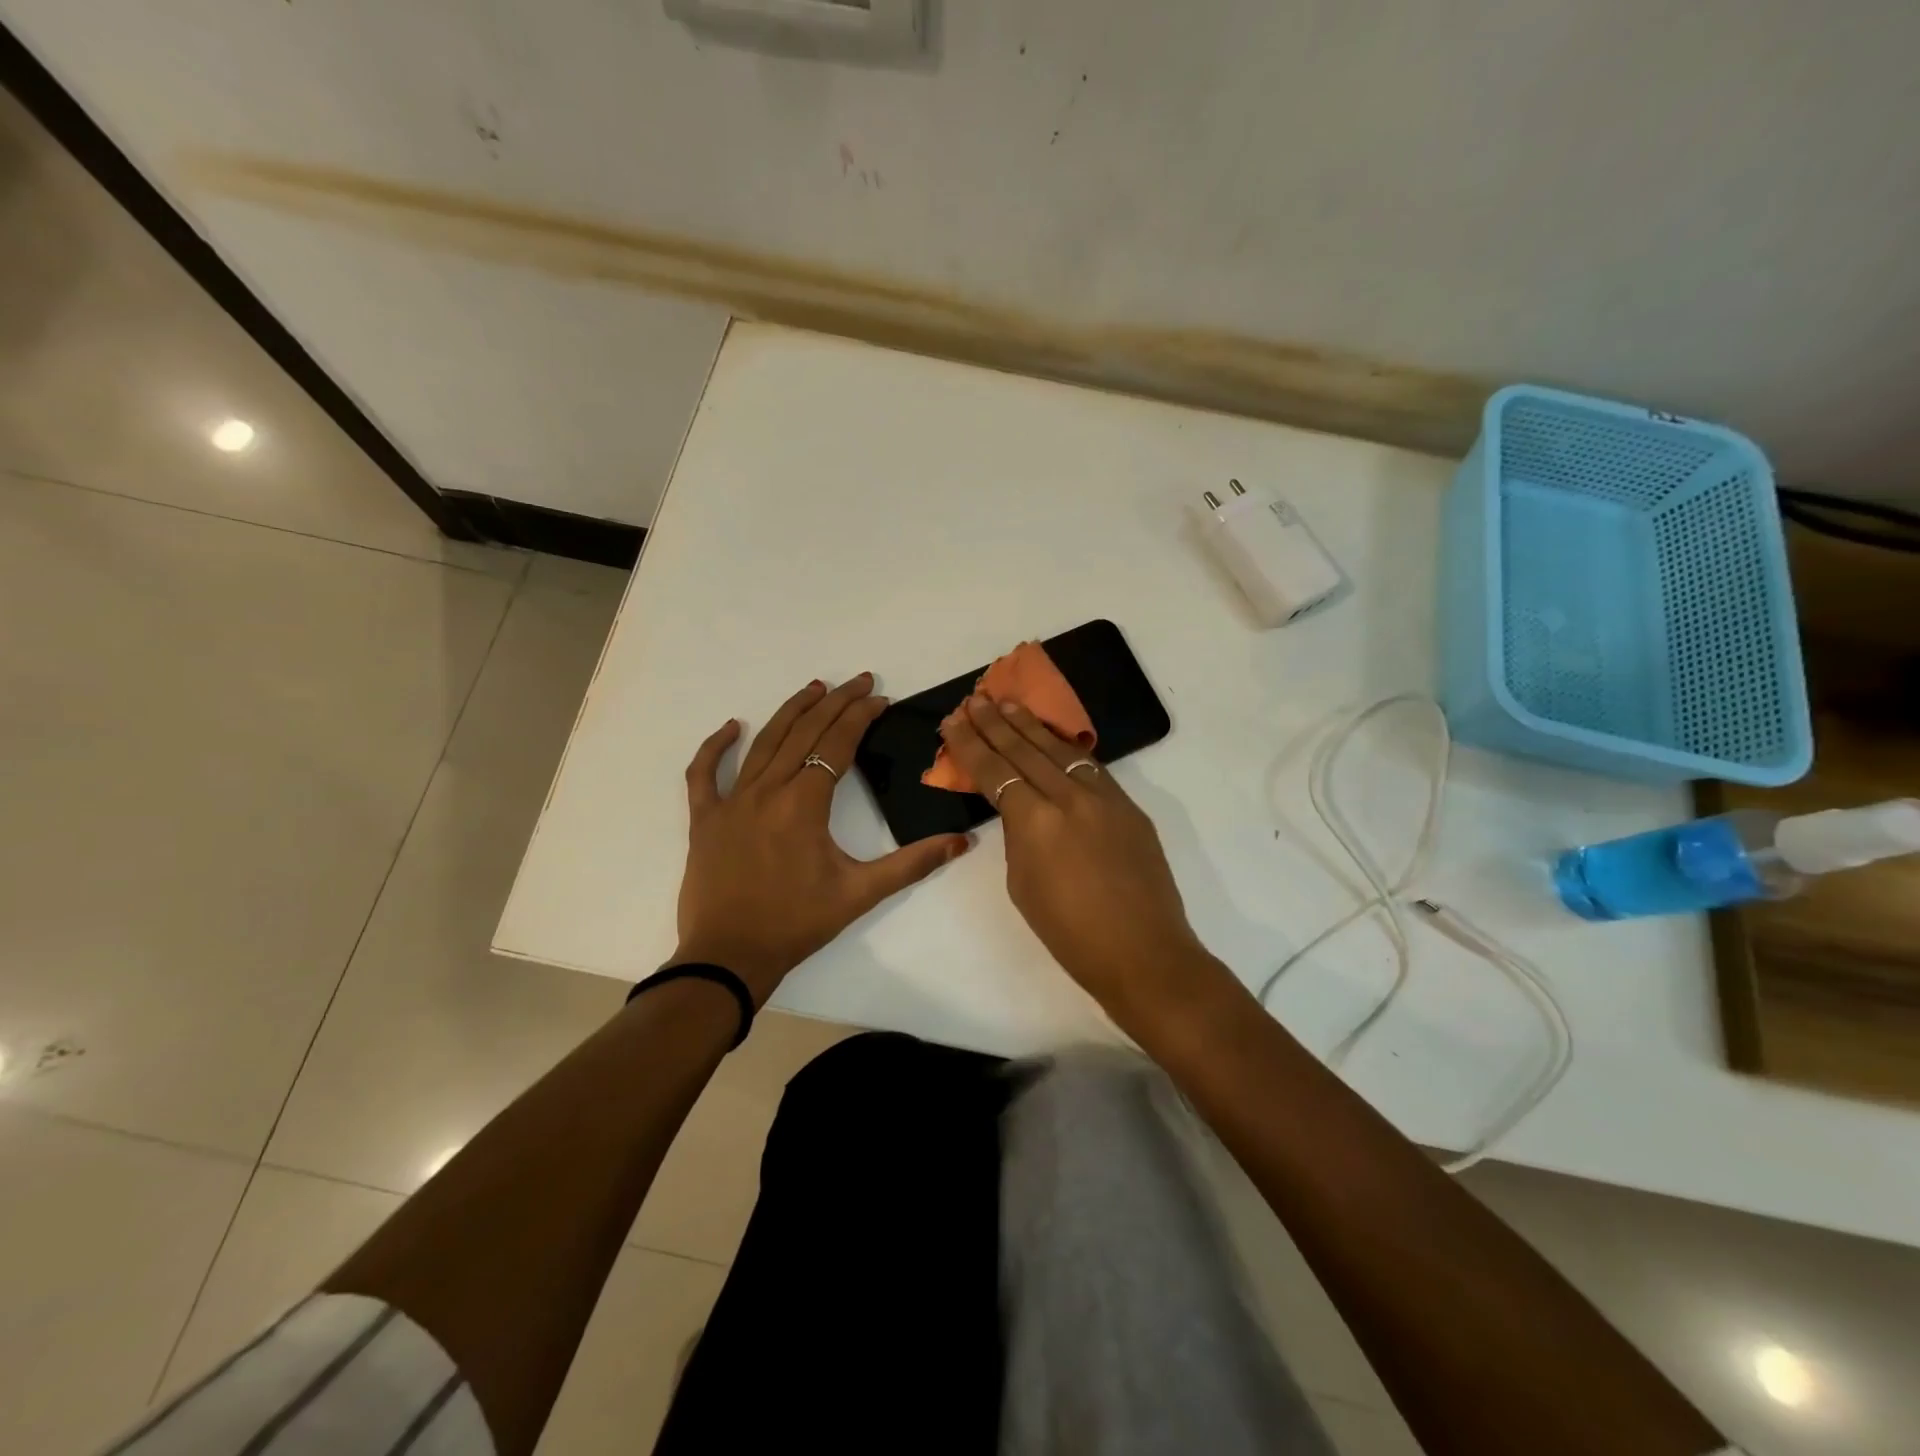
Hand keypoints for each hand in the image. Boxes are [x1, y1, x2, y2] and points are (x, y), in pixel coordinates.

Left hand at [676, 675, 970, 1004]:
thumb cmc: (797, 923)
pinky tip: (730, 727)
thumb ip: (913, 863)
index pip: (837, 744)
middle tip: (859, 680)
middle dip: (835, 703)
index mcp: (804, 803)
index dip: (860, 716)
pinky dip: (714, 747)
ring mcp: (731, 802)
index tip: (880, 698)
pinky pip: (704, 774)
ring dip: (790, 711)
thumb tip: (962, 842)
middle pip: (804, 733)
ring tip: (814, 687)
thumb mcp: (860, 893)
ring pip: (762, 743)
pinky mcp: (705, 819)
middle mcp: (767, 791)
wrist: (730, 957)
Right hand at [936, 695, 1207, 1019]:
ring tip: (1008, 703)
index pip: (994, 771)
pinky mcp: (1129, 806)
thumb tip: (1021, 811)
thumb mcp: (1023, 885)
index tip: (952, 722)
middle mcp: (1069, 798)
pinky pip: (1090, 766)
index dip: (970, 745)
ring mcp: (1104, 797)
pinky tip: (1053, 738)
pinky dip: (1066, 748)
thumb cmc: (1070, 934)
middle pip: (1024, 750)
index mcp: (1035, 822)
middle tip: (975, 699)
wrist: (1143, 953)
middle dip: (995, 723)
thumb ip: (1019, 837)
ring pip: (1060, 750)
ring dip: (1030, 725)